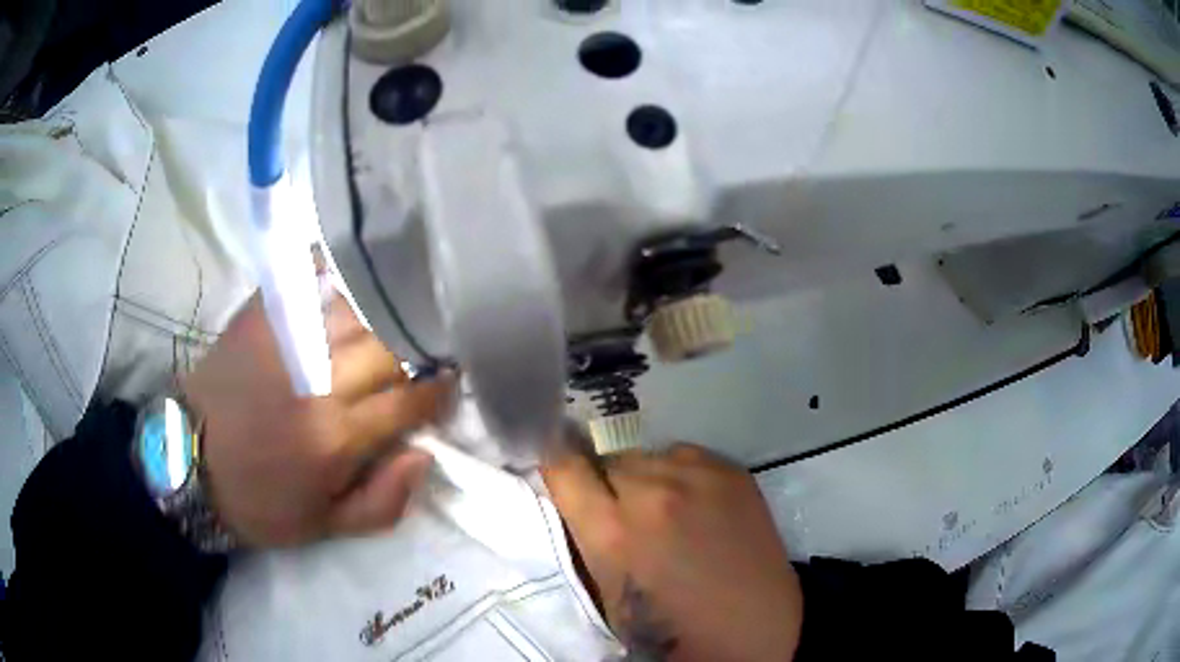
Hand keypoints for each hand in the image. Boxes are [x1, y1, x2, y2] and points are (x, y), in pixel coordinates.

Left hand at [182, 292, 452, 546]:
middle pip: (390, 348)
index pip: (410, 400)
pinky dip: (338, 271)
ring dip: (386, 312)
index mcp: (336, 438)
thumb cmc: (259, 500)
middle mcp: (319, 381)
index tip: (448, 385)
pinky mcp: (263, 315)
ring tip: (399, 312)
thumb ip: (382, 503)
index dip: (438, 391)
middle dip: (418, 351)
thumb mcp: (323, 527)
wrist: (188, 459)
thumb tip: (423, 455)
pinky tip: (354, 272)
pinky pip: (311, 278)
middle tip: (427, 351)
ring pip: (359, 309)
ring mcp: (289, 339)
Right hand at [543, 443, 802, 661]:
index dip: (559, 472)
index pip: (563, 467)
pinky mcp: (730, 469)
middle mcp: (651, 492)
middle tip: (625, 516)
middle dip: (606, 486)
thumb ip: (585, 540)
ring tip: (665, 512)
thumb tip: (572, 499)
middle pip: (606, 461)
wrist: (753, 625)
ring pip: (645, 456)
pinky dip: (679, 475)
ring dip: (644, 479)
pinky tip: (696, 505)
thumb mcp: (607, 594)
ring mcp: (696, 475)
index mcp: (612, 532)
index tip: (565, 481)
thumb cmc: (671, 626)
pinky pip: (683, 456)